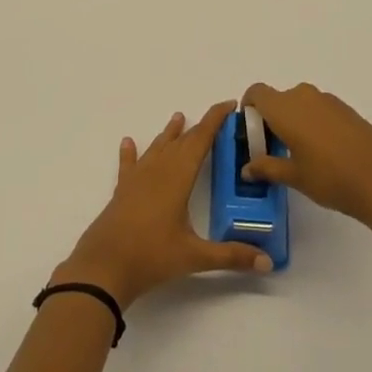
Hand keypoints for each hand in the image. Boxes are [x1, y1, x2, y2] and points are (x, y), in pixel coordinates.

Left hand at [54, 102, 272, 306]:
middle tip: (216, 119)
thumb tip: (268, 262)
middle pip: (181, 142)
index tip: (230, 104)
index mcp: (178, 178)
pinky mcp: (122, 191)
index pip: (200, 140)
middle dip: (199, 128)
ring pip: (157, 148)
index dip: (215, 120)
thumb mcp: (195, 257)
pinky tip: (128, 142)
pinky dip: (130, 152)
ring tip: (178, 117)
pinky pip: (128, 165)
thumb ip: (231, 256)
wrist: (104, 267)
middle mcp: (158, 170)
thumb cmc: (151, 257)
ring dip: (169, 134)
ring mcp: (137, 179)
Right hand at [239, 82, 371, 225]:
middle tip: (273, 149)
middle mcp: (303, 96)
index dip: (249, 108)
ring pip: (299, 104)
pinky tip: (323, 151)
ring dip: (292, 121)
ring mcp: (327, 100)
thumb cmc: (330, 178)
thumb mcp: (293, 176)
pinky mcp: (346, 108)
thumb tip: (247, 168)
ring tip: (299, 153)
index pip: (256, 93)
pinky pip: (318, 108)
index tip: (251, 132)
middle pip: (277, 99)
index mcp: (285, 108)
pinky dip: (312, 122)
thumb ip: (266, 167)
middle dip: (271, 119)